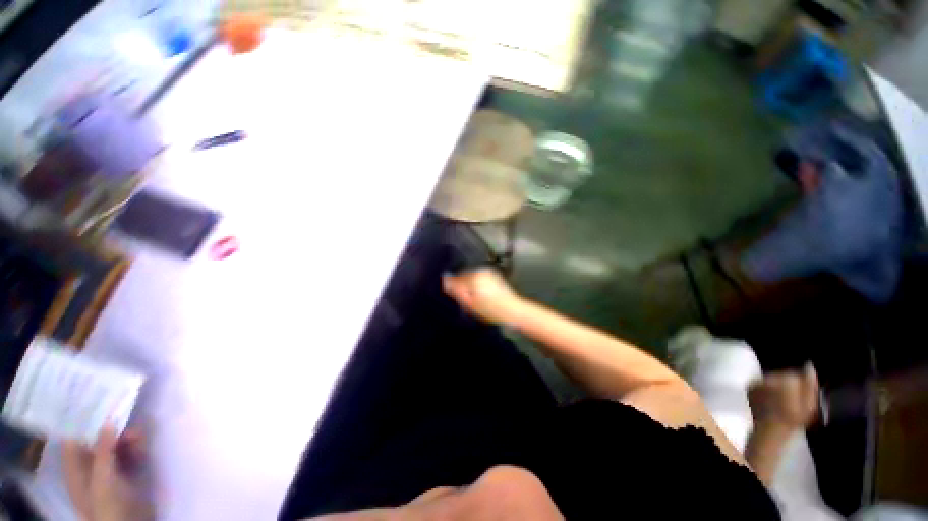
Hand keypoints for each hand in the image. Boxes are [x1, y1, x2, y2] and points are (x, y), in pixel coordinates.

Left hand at [62, 426, 152, 520]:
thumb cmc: (107, 504)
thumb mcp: (103, 478)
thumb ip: (102, 450)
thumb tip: (107, 420)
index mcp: (76, 469)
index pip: (74, 440)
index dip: (83, 423)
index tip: (96, 403)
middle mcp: (90, 468)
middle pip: (98, 442)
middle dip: (113, 430)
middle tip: (126, 417)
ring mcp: (109, 473)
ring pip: (117, 448)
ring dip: (127, 438)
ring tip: (140, 433)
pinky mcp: (126, 476)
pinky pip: (129, 456)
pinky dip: (136, 447)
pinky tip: (143, 444)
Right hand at [442, 269, 525, 325]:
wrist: (514, 311)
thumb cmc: (491, 310)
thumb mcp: (470, 304)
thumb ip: (457, 291)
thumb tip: (445, 281)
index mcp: (474, 276)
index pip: (455, 279)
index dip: (452, 288)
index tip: (454, 298)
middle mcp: (480, 271)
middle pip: (463, 277)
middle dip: (461, 287)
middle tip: (464, 301)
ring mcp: (488, 272)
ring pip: (471, 278)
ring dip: (469, 287)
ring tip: (473, 301)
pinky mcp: (494, 276)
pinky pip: (479, 279)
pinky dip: (477, 286)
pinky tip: (481, 297)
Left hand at [748, 363, 818, 432]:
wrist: (770, 429)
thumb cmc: (793, 420)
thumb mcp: (810, 405)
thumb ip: (810, 384)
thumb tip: (809, 366)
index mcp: (786, 379)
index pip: (795, 374)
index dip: (799, 386)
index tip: (799, 397)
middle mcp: (770, 376)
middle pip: (782, 375)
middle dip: (787, 384)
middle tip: (789, 400)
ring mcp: (758, 380)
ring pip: (771, 379)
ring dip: (775, 386)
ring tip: (779, 401)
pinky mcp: (750, 386)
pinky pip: (760, 383)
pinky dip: (764, 389)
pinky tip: (769, 400)